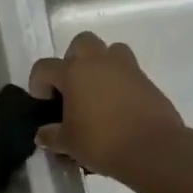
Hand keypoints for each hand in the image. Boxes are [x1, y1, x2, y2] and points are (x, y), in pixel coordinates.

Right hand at [28, 31, 184, 179]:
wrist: (153, 149)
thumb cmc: (102, 142)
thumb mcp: (68, 143)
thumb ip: (51, 136)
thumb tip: (44, 134)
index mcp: (73, 72)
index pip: (44, 67)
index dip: (38, 83)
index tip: (44, 103)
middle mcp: (99, 62)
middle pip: (82, 42)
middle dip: (73, 59)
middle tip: (72, 86)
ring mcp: (127, 69)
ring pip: (112, 51)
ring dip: (102, 65)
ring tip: (98, 92)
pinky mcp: (148, 82)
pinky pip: (130, 73)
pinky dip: (121, 84)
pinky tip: (119, 109)